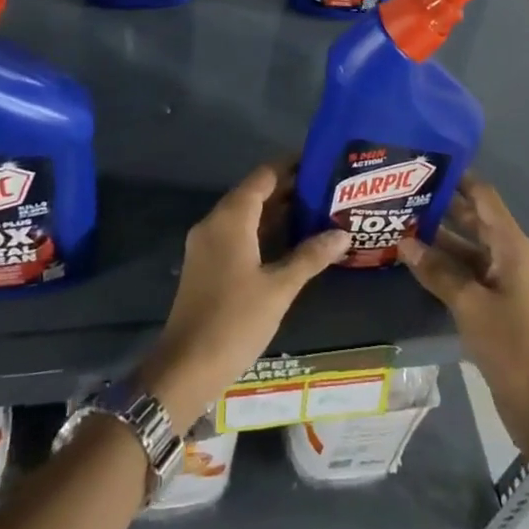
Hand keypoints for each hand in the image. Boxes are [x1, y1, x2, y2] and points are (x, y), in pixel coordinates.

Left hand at [137, 165, 350, 432]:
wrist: (185, 367)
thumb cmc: (234, 321)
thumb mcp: (279, 288)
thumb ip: (310, 256)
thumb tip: (342, 233)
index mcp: (231, 217)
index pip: (264, 175)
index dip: (291, 165)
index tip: (321, 161)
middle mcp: (215, 221)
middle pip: (254, 191)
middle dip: (288, 188)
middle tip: (327, 188)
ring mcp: (207, 243)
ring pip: (246, 213)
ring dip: (276, 210)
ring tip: (316, 209)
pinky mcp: (206, 263)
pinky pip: (237, 232)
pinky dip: (262, 229)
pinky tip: (289, 241)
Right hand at [399, 176, 528, 451]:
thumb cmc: (512, 344)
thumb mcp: (470, 304)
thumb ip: (437, 271)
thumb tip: (404, 243)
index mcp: (511, 245)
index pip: (483, 196)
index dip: (458, 177)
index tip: (424, 164)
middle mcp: (507, 255)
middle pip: (473, 219)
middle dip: (440, 206)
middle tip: (401, 192)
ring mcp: (500, 281)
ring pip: (465, 248)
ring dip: (436, 238)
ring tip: (397, 223)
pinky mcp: (492, 304)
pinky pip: (464, 273)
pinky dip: (441, 266)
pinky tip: (412, 262)